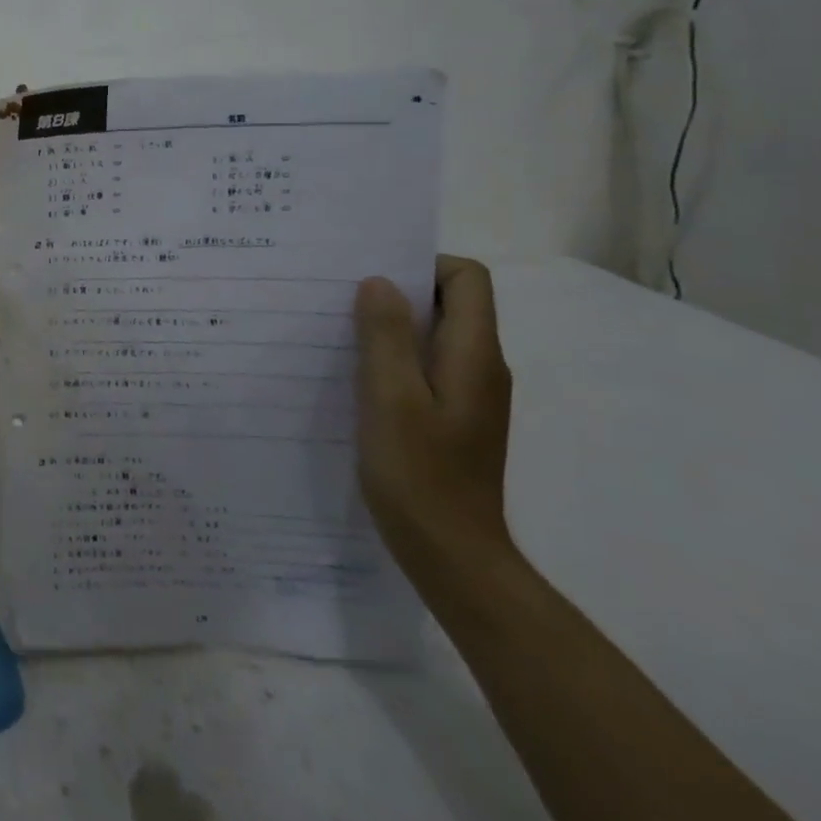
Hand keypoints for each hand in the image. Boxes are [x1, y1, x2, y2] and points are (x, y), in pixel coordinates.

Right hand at [353, 257, 514, 583]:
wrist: (453, 555)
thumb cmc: (420, 474)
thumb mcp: (391, 398)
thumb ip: (386, 336)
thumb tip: (379, 282)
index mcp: (474, 355)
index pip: (467, 278)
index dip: (423, 265)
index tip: (371, 277)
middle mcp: (481, 366)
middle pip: (451, 302)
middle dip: (398, 291)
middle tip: (341, 298)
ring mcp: (469, 394)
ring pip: (434, 335)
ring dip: (391, 326)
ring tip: (339, 332)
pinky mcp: (453, 417)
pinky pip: (425, 365)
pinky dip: (394, 357)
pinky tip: (355, 376)